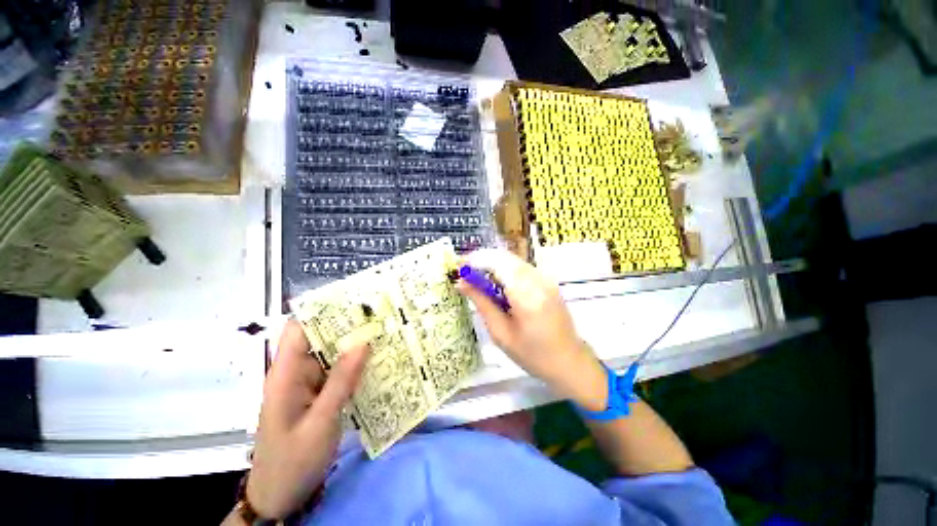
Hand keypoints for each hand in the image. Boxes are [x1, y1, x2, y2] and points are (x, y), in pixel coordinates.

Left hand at [246, 319, 369, 518]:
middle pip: (321, 338)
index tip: (352, 299)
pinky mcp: (318, 395)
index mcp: (286, 374)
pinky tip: (377, 361)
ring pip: (333, 355)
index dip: (321, 310)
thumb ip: (341, 381)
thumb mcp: (321, 422)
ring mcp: (309, 384)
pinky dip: (356, 366)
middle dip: (348, 326)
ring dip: (355, 346)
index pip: (298, 329)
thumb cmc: (293, 461)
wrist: (281, 497)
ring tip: (385, 333)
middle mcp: (296, 372)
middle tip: (380, 316)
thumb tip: (363, 343)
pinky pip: (338, 373)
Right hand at [456, 249, 607, 411]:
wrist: (569, 361)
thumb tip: (461, 282)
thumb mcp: (500, 333)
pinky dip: (504, 269)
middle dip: (482, 259)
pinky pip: (521, 267)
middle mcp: (539, 280)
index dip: (476, 260)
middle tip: (465, 271)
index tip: (459, 266)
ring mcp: (546, 278)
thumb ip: (482, 303)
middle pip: (505, 257)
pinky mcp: (548, 281)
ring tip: (476, 277)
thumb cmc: (532, 354)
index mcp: (527, 296)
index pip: (498, 264)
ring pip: (513, 260)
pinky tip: (496, 283)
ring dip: (492, 263)